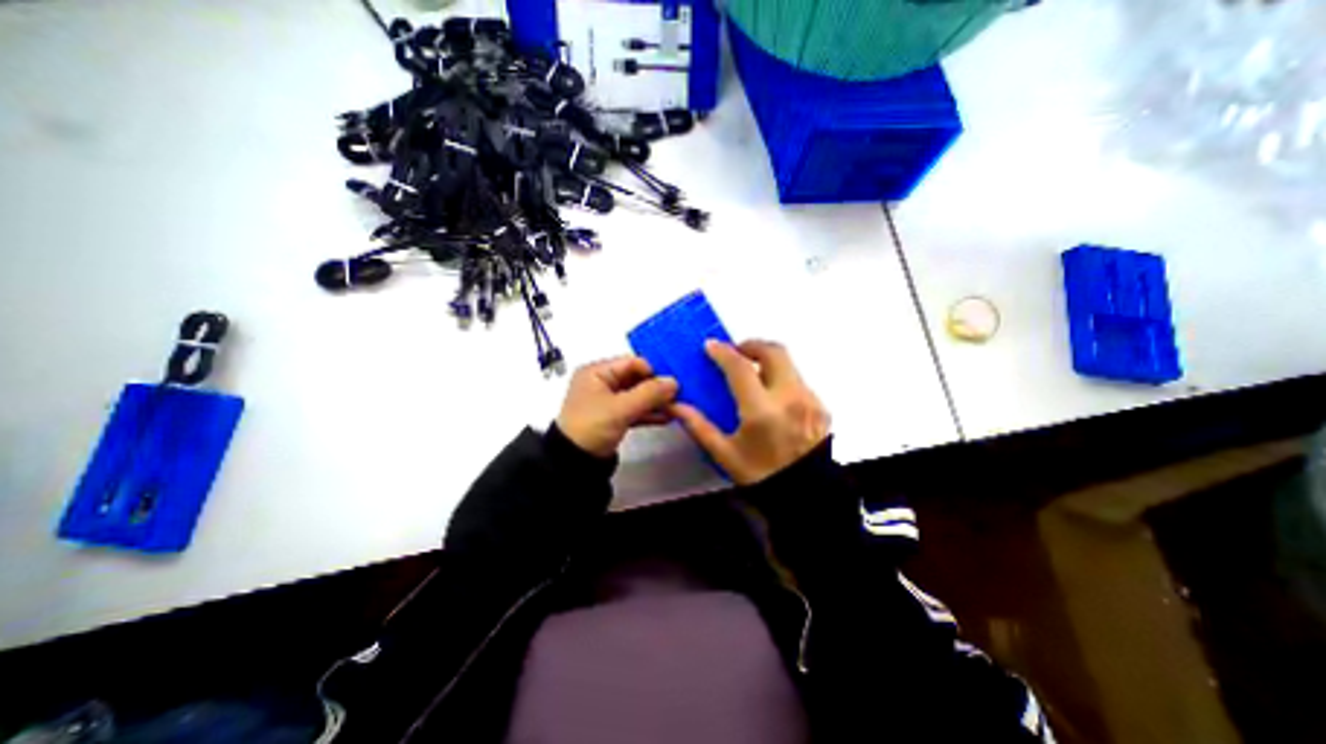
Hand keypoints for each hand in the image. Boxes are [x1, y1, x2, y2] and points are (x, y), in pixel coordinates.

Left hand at [555, 355, 676, 458]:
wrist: (574, 462)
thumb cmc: (590, 427)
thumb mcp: (621, 408)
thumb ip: (649, 393)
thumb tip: (673, 382)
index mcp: (597, 372)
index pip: (632, 362)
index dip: (652, 371)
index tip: (671, 383)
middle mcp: (602, 382)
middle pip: (636, 378)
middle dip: (656, 388)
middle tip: (677, 395)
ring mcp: (608, 400)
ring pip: (638, 395)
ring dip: (655, 401)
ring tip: (676, 407)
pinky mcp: (613, 416)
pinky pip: (635, 409)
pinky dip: (649, 412)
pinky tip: (666, 417)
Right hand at [676, 339, 825, 485]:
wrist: (809, 496)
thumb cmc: (765, 478)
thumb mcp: (726, 455)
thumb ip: (700, 427)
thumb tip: (678, 408)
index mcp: (762, 412)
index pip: (740, 368)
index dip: (723, 352)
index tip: (711, 346)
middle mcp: (790, 399)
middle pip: (773, 352)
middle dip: (751, 345)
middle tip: (735, 352)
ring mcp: (809, 401)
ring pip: (788, 363)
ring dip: (767, 360)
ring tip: (751, 373)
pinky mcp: (821, 406)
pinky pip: (798, 380)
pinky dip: (781, 377)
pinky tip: (770, 395)